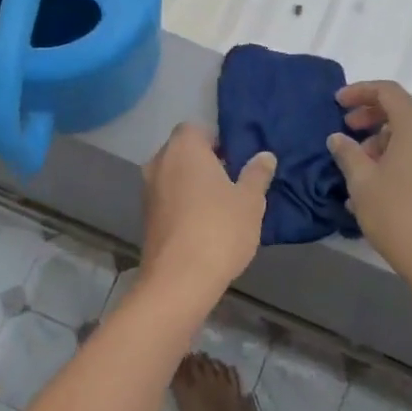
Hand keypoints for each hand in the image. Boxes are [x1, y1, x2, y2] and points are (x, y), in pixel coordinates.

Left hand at [139, 124, 274, 303]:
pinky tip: (205, 226)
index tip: (237, 160)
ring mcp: (148, 191)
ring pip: (174, 176)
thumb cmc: (219, 229)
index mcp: (184, 148)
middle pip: (184, 152)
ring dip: (194, 185)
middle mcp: (159, 162)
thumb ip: (257, 174)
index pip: (198, 129)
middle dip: (206, 163)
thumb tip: (265, 156)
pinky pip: (168, 199)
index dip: (218, 141)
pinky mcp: (146, 218)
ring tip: (222, 207)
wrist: (178, 281)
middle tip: (233, 183)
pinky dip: (183, 204)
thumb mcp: (250, 201)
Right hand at [327, 82, 411, 279]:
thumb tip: (338, 138)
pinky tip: (374, 183)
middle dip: (370, 116)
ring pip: (410, 133)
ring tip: (356, 165)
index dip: (360, 92)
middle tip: (346, 130)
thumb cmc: (397, 213)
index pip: (388, 91)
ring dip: (381, 140)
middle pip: (401, 110)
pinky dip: (395, 156)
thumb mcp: (362, 182)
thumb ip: (347, 153)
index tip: (337, 103)